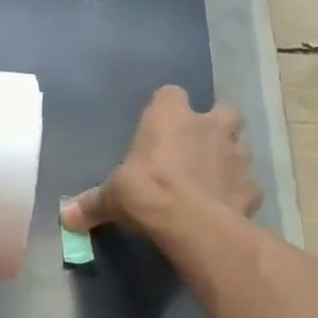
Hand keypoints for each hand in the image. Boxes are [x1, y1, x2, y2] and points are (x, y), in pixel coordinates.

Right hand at [61, 85, 260, 236]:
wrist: (195, 224)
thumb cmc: (148, 193)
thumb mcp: (112, 197)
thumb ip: (92, 203)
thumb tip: (65, 216)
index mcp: (170, 117)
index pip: (170, 94)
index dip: (167, 108)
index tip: (158, 127)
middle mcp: (208, 126)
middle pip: (221, 110)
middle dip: (212, 125)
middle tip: (195, 148)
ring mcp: (236, 154)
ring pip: (239, 144)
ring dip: (227, 156)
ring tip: (210, 178)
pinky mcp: (252, 186)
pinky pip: (245, 183)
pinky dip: (237, 191)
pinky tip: (224, 206)